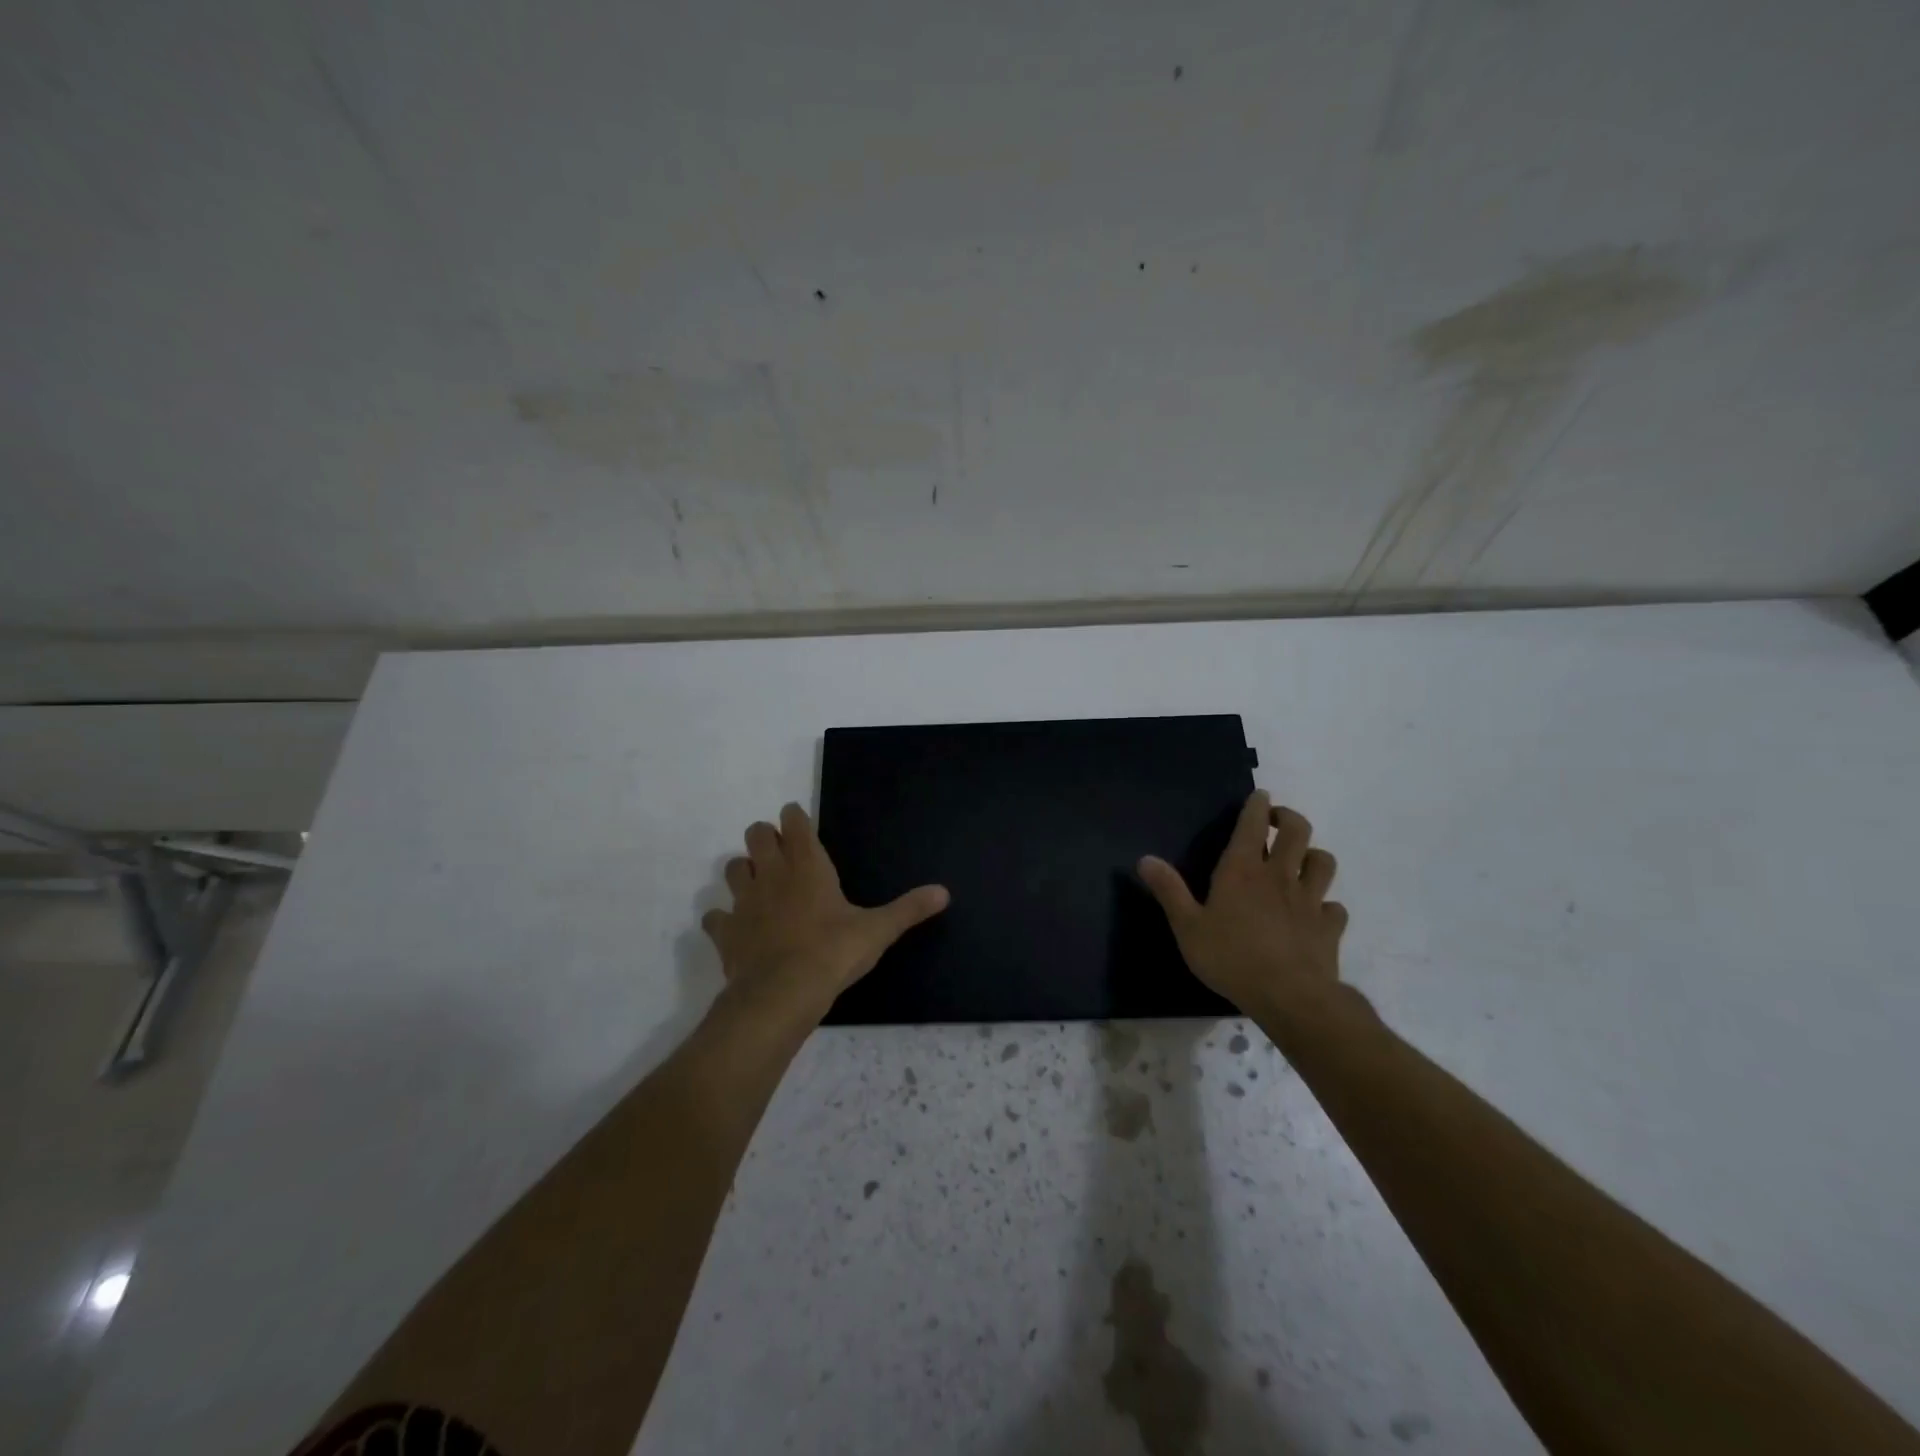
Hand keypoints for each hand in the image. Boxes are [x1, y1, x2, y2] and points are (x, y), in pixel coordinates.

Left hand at [702, 803, 949, 1020]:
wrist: (781, 995)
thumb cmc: (833, 953)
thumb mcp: (877, 930)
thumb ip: (908, 909)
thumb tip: (944, 892)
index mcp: (808, 865)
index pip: (793, 823)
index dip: (794, 817)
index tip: (798, 819)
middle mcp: (772, 874)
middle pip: (755, 835)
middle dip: (765, 837)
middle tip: (780, 852)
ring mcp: (744, 902)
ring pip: (732, 869)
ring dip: (743, 871)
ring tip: (759, 885)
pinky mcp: (726, 933)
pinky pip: (715, 917)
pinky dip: (723, 918)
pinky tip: (735, 927)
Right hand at [1137, 790, 1348, 1022]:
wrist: (1290, 997)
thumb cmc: (1231, 958)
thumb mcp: (1188, 927)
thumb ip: (1169, 891)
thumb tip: (1145, 858)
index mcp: (1243, 870)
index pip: (1254, 823)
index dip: (1258, 804)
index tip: (1259, 796)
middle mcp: (1280, 876)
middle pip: (1298, 831)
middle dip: (1289, 818)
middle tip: (1278, 822)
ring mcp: (1310, 900)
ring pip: (1323, 861)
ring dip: (1313, 855)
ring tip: (1301, 862)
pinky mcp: (1329, 927)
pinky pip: (1335, 907)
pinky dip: (1327, 905)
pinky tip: (1316, 913)